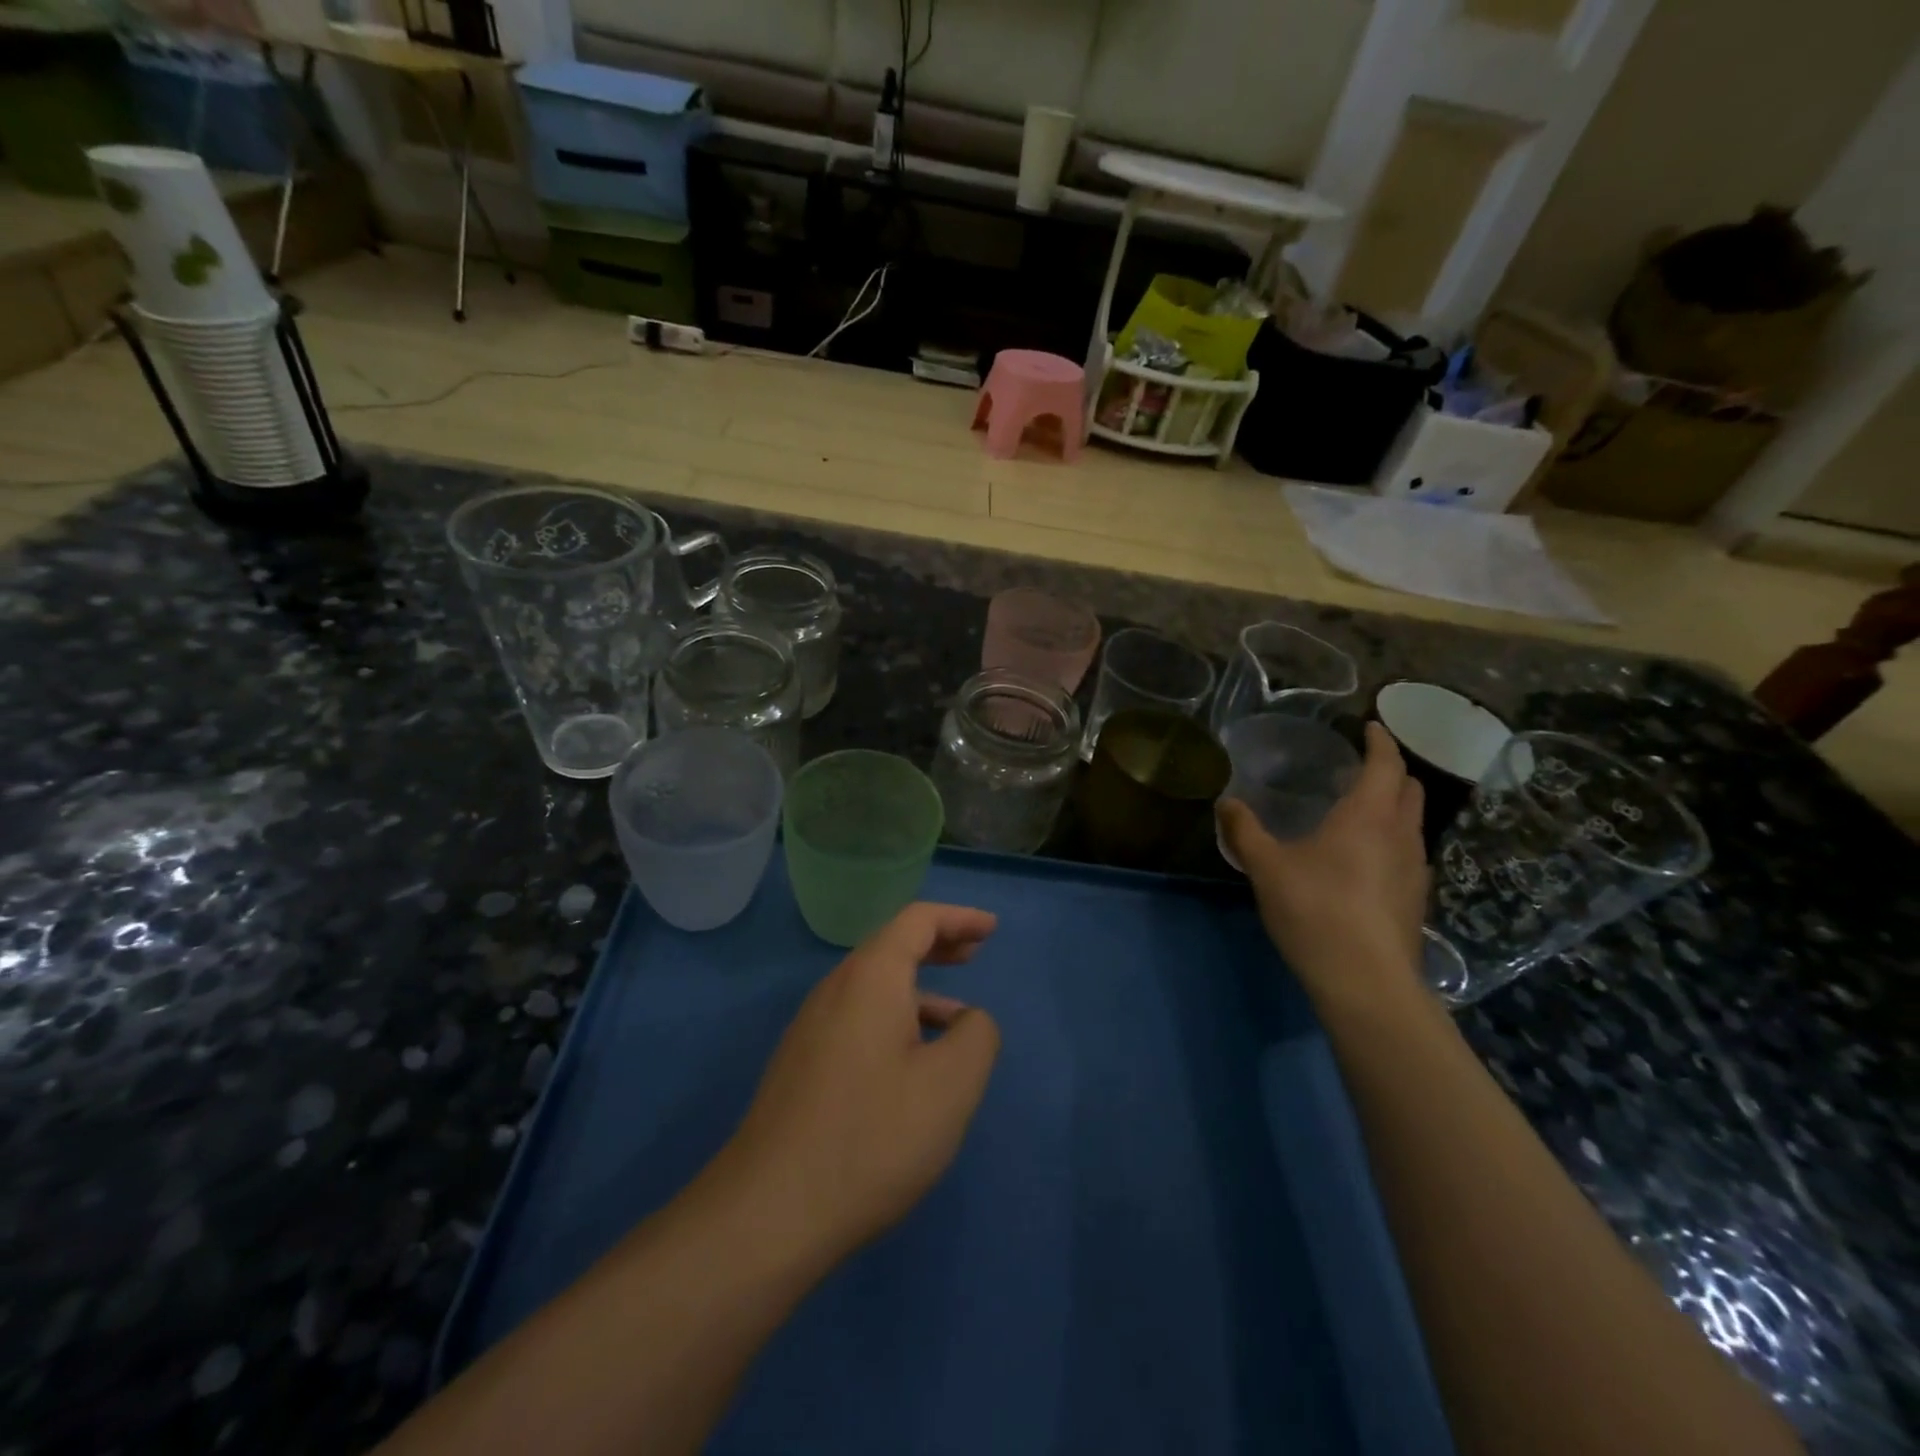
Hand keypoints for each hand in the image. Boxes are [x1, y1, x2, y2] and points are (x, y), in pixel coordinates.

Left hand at [717, 903, 1001, 1267]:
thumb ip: (977, 1035)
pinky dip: (896, 1018)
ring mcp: (812, 1028)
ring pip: (874, 987)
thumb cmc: (872, 1136)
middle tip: (976, 953)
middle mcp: (835, 990)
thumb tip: (968, 1020)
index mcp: (870, 978)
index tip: (992, 929)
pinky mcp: (802, 1064)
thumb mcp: (951, 1085)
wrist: (770, 1212)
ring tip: (956, 1017)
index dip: (959, 918)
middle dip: (938, 944)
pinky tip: (914, 1063)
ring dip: (919, 988)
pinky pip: (858, 1019)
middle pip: (892, 947)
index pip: (917, 920)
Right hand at [1217, 722, 1429, 1012]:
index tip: (1371, 726)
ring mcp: (1415, 869)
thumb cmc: (1316, 910)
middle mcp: (1401, 834)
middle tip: (1363, 766)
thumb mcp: (1266, 867)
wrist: (1366, 981)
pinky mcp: (1416, 899)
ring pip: (1413, 822)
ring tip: (1363, 810)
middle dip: (1391, 770)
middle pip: (1410, 788)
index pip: (1385, 763)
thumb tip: (1226, 802)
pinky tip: (1368, 860)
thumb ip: (1245, 831)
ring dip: (1395, 806)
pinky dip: (1393, 839)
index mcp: (1368, 815)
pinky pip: (1409, 852)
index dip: (1380, 741)